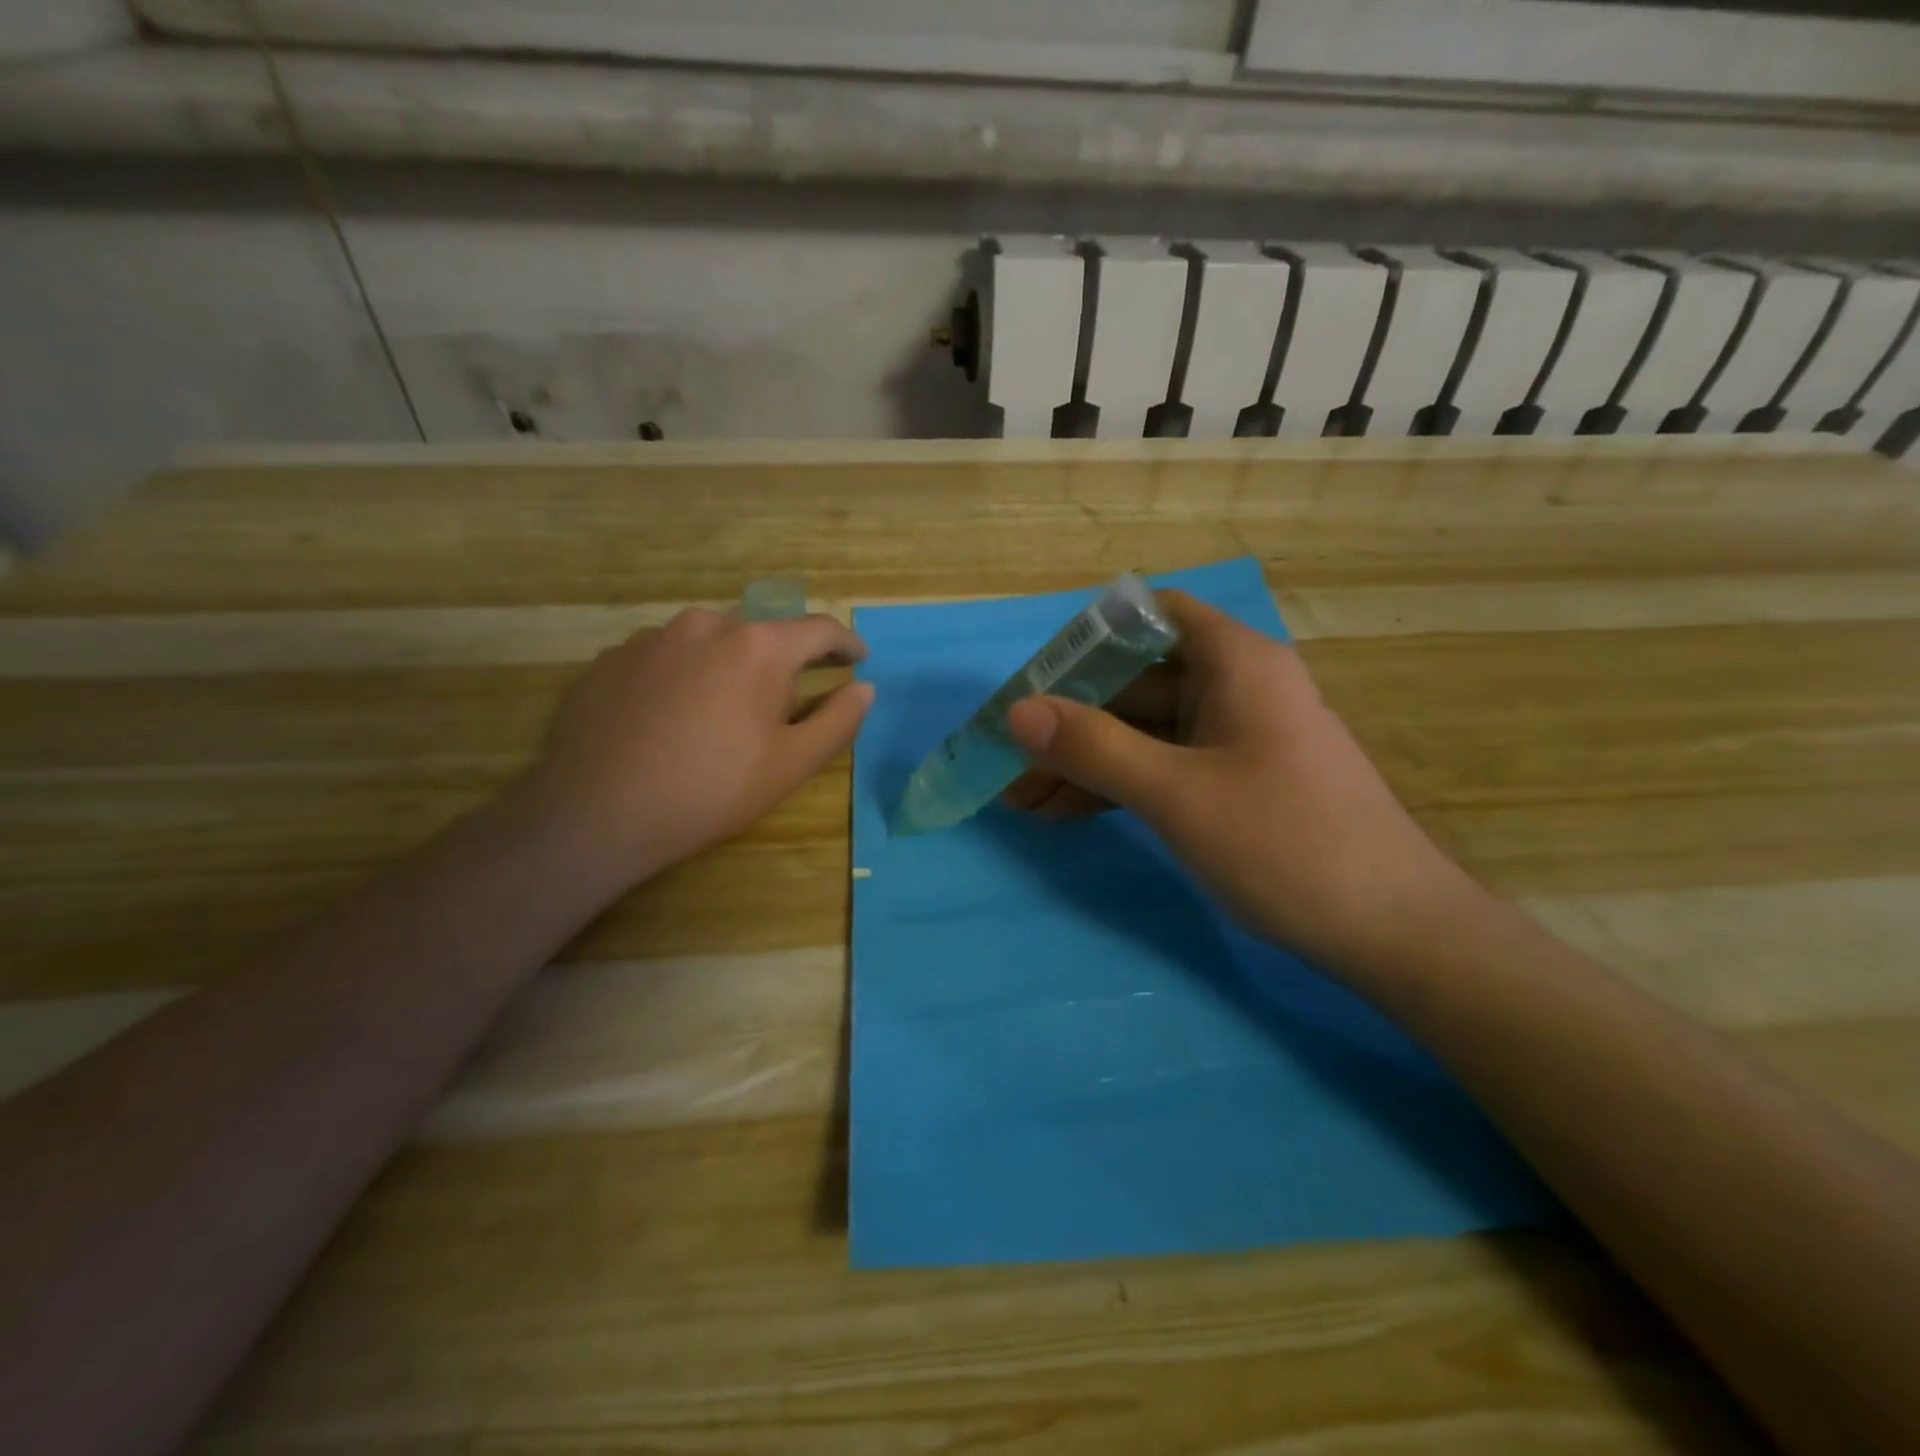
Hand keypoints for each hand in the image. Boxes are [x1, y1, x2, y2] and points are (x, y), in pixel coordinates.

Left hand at [523, 607, 871, 886]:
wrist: (595, 813)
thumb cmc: (710, 790)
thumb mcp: (790, 765)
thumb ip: (838, 721)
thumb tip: (864, 687)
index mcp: (758, 647)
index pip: (818, 629)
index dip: (846, 643)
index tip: (858, 658)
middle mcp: (705, 625)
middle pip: (761, 633)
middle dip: (782, 661)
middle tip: (783, 703)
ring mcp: (650, 638)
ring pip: (708, 641)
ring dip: (728, 665)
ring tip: (721, 711)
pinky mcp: (610, 660)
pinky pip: (664, 657)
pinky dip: (682, 676)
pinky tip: (670, 718)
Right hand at [1003, 590, 1475, 971]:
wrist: (1393, 933)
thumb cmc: (1285, 843)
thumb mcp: (1176, 793)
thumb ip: (1094, 747)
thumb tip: (1016, 711)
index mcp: (1234, 662)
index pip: (1150, 615)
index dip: (1090, 638)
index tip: (1037, 678)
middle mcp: (1235, 687)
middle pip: (1135, 681)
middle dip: (1069, 718)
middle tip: (1007, 755)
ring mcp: (1235, 738)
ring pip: (1143, 732)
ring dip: (1084, 761)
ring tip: (1020, 799)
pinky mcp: (1235, 783)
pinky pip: (1163, 767)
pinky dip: (1117, 786)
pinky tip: (1064, 814)